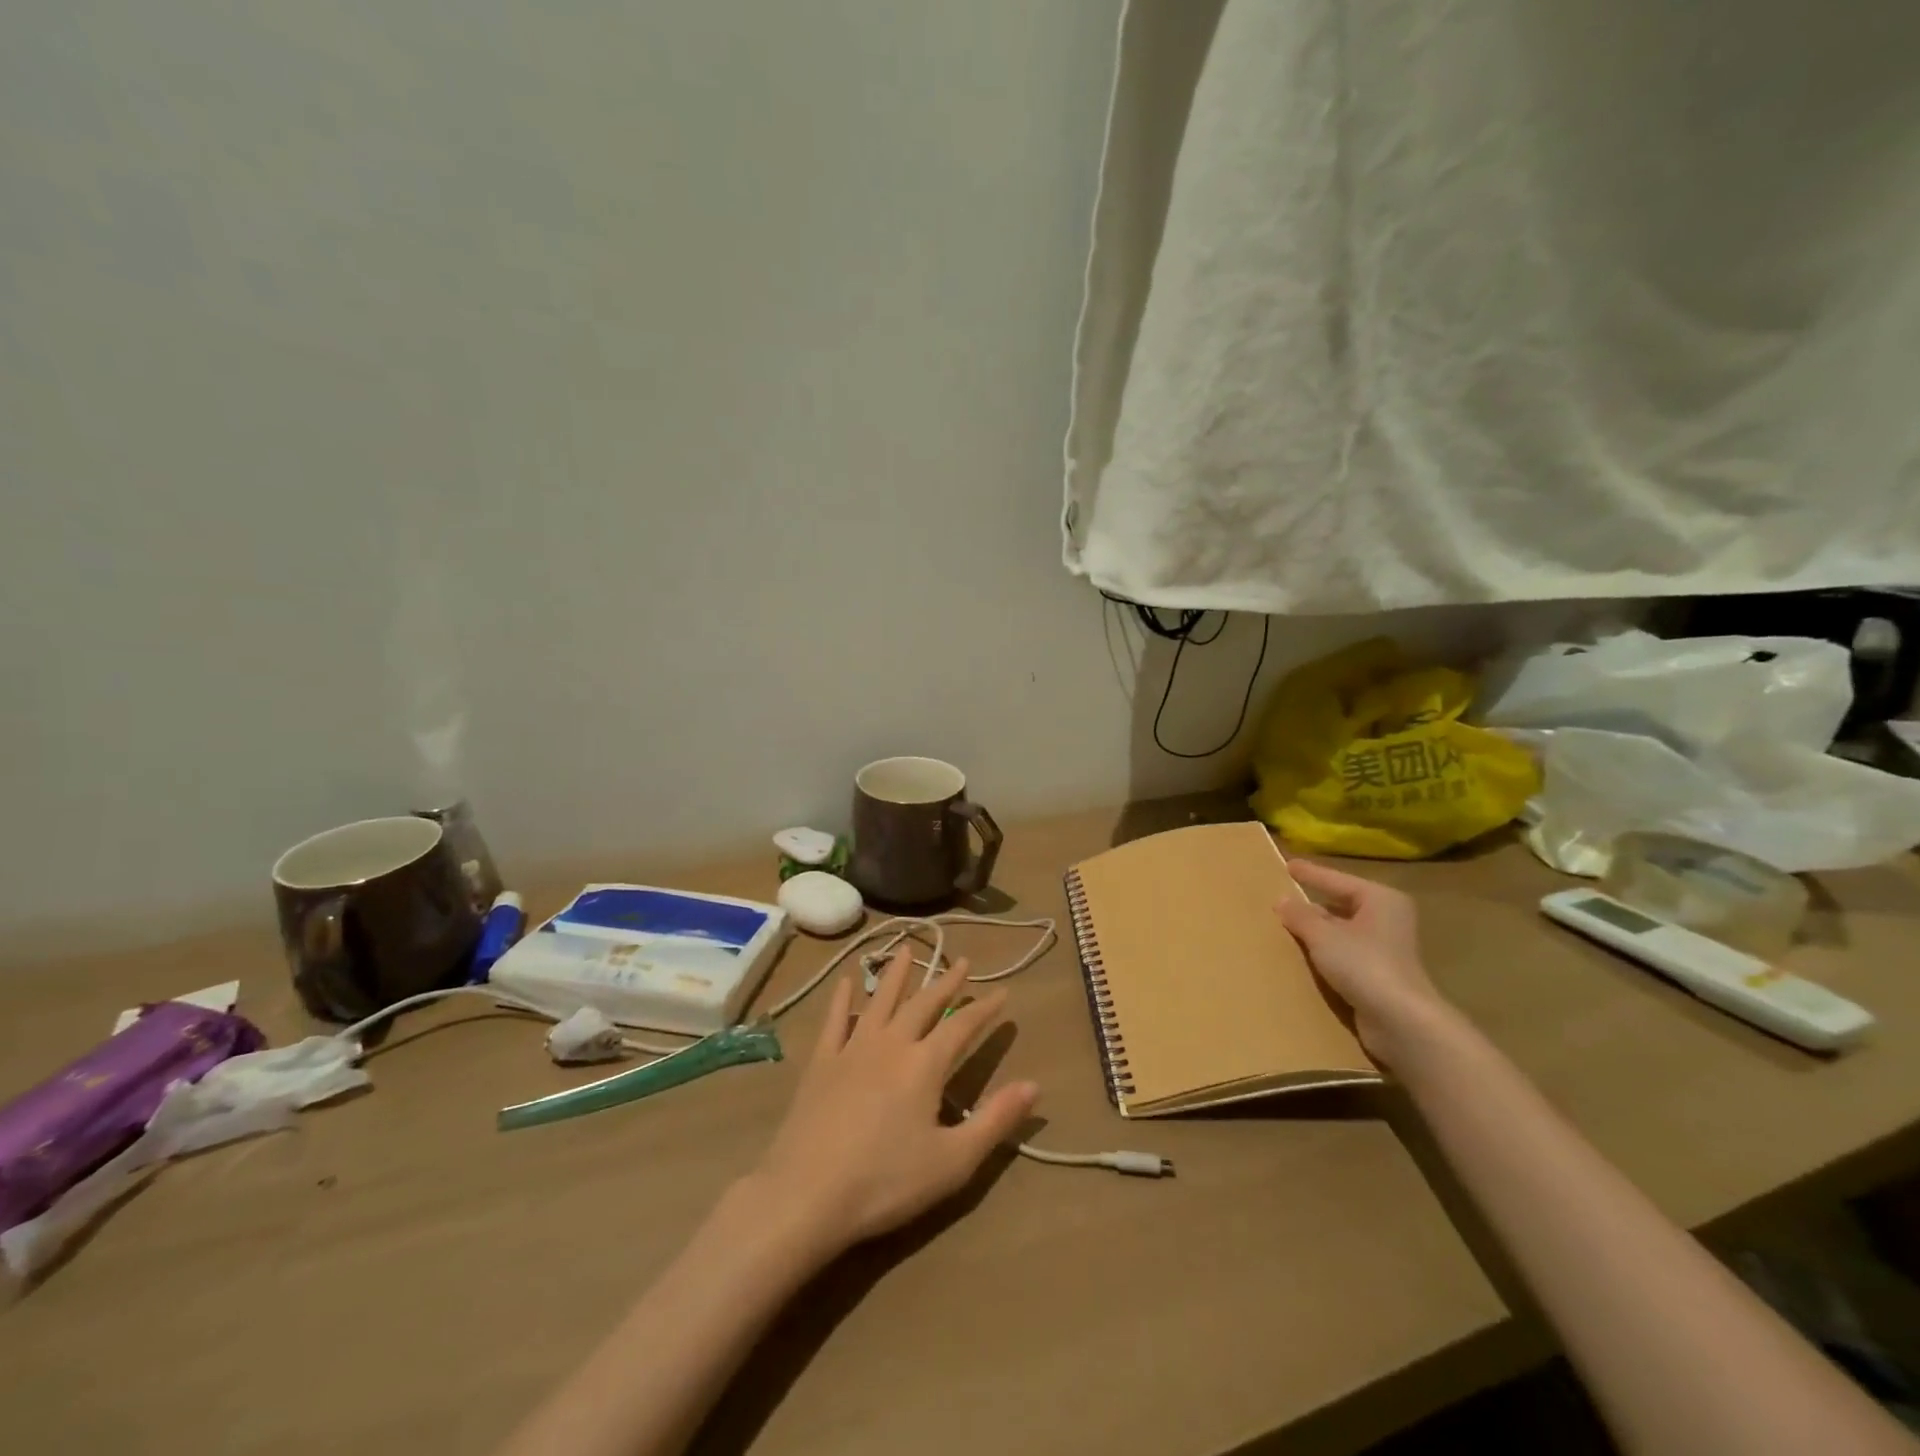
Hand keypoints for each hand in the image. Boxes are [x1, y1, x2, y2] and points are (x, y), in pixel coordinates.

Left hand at [748, 948, 1038, 1256]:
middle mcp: (891, 1043)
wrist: (807, 1194)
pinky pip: (834, 1020)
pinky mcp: (821, 1062)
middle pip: (923, 1003)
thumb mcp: (953, 1161)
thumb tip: (1034, 1085)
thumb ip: (996, 1120)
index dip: (984, 1009)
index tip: (1002, 992)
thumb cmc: (886, 1182)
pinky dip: (842, 999)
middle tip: (962, 961)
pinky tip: (844, 983)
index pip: (962, 1026)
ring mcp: (852, 1048)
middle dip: (945, 981)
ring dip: (897, 974)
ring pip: (879, 1000)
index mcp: (925, 1064)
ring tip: (908, 950)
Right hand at [1277, 859, 1450, 1064]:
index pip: (1337, 880)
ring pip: (1341, 932)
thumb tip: (1281, 900)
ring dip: (1316, 932)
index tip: (1287, 865)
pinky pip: (1343, 955)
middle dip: (1311, 905)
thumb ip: (1300, 915)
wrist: (1401, 1022)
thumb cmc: (1364, 965)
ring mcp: (1384, 949)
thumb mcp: (1323, 935)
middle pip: (1341, 905)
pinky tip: (1301, 955)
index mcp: (1380, 900)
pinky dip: (1324, 953)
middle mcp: (1387, 920)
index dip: (1311, 873)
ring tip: (1284, 927)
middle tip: (1281, 899)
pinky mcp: (1379, 976)